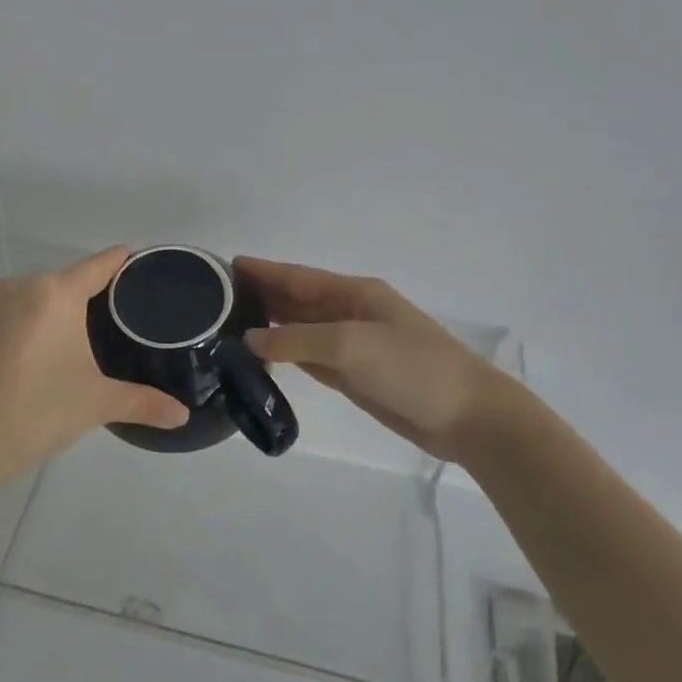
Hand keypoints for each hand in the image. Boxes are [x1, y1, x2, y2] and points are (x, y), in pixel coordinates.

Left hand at [0, 246, 189, 489]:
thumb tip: (184, 416)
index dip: (124, 263)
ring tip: (93, 335)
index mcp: (55, 292)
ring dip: (65, 309)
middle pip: (71, 280)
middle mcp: (23, 286)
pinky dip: (39, 321)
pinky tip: (52, 349)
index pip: (99, 265)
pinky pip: (20, 311)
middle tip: (128, 319)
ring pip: (43, 296)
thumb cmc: (37, 412)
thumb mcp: (97, 404)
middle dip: (97, 295)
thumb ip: (144, 403)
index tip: (145, 266)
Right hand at [235, 257, 529, 461]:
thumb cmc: (410, 367)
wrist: (465, 415)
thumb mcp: (350, 345)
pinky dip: (285, 354)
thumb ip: (296, 340)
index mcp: (353, 293)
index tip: (225, 265)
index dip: (263, 271)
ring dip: (269, 325)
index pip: (297, 276)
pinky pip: (309, 357)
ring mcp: (352, 345)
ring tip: (228, 325)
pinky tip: (262, 355)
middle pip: (296, 300)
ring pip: (300, 329)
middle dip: (261, 295)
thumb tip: (249, 339)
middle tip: (216, 298)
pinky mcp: (353, 375)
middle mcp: (349, 313)